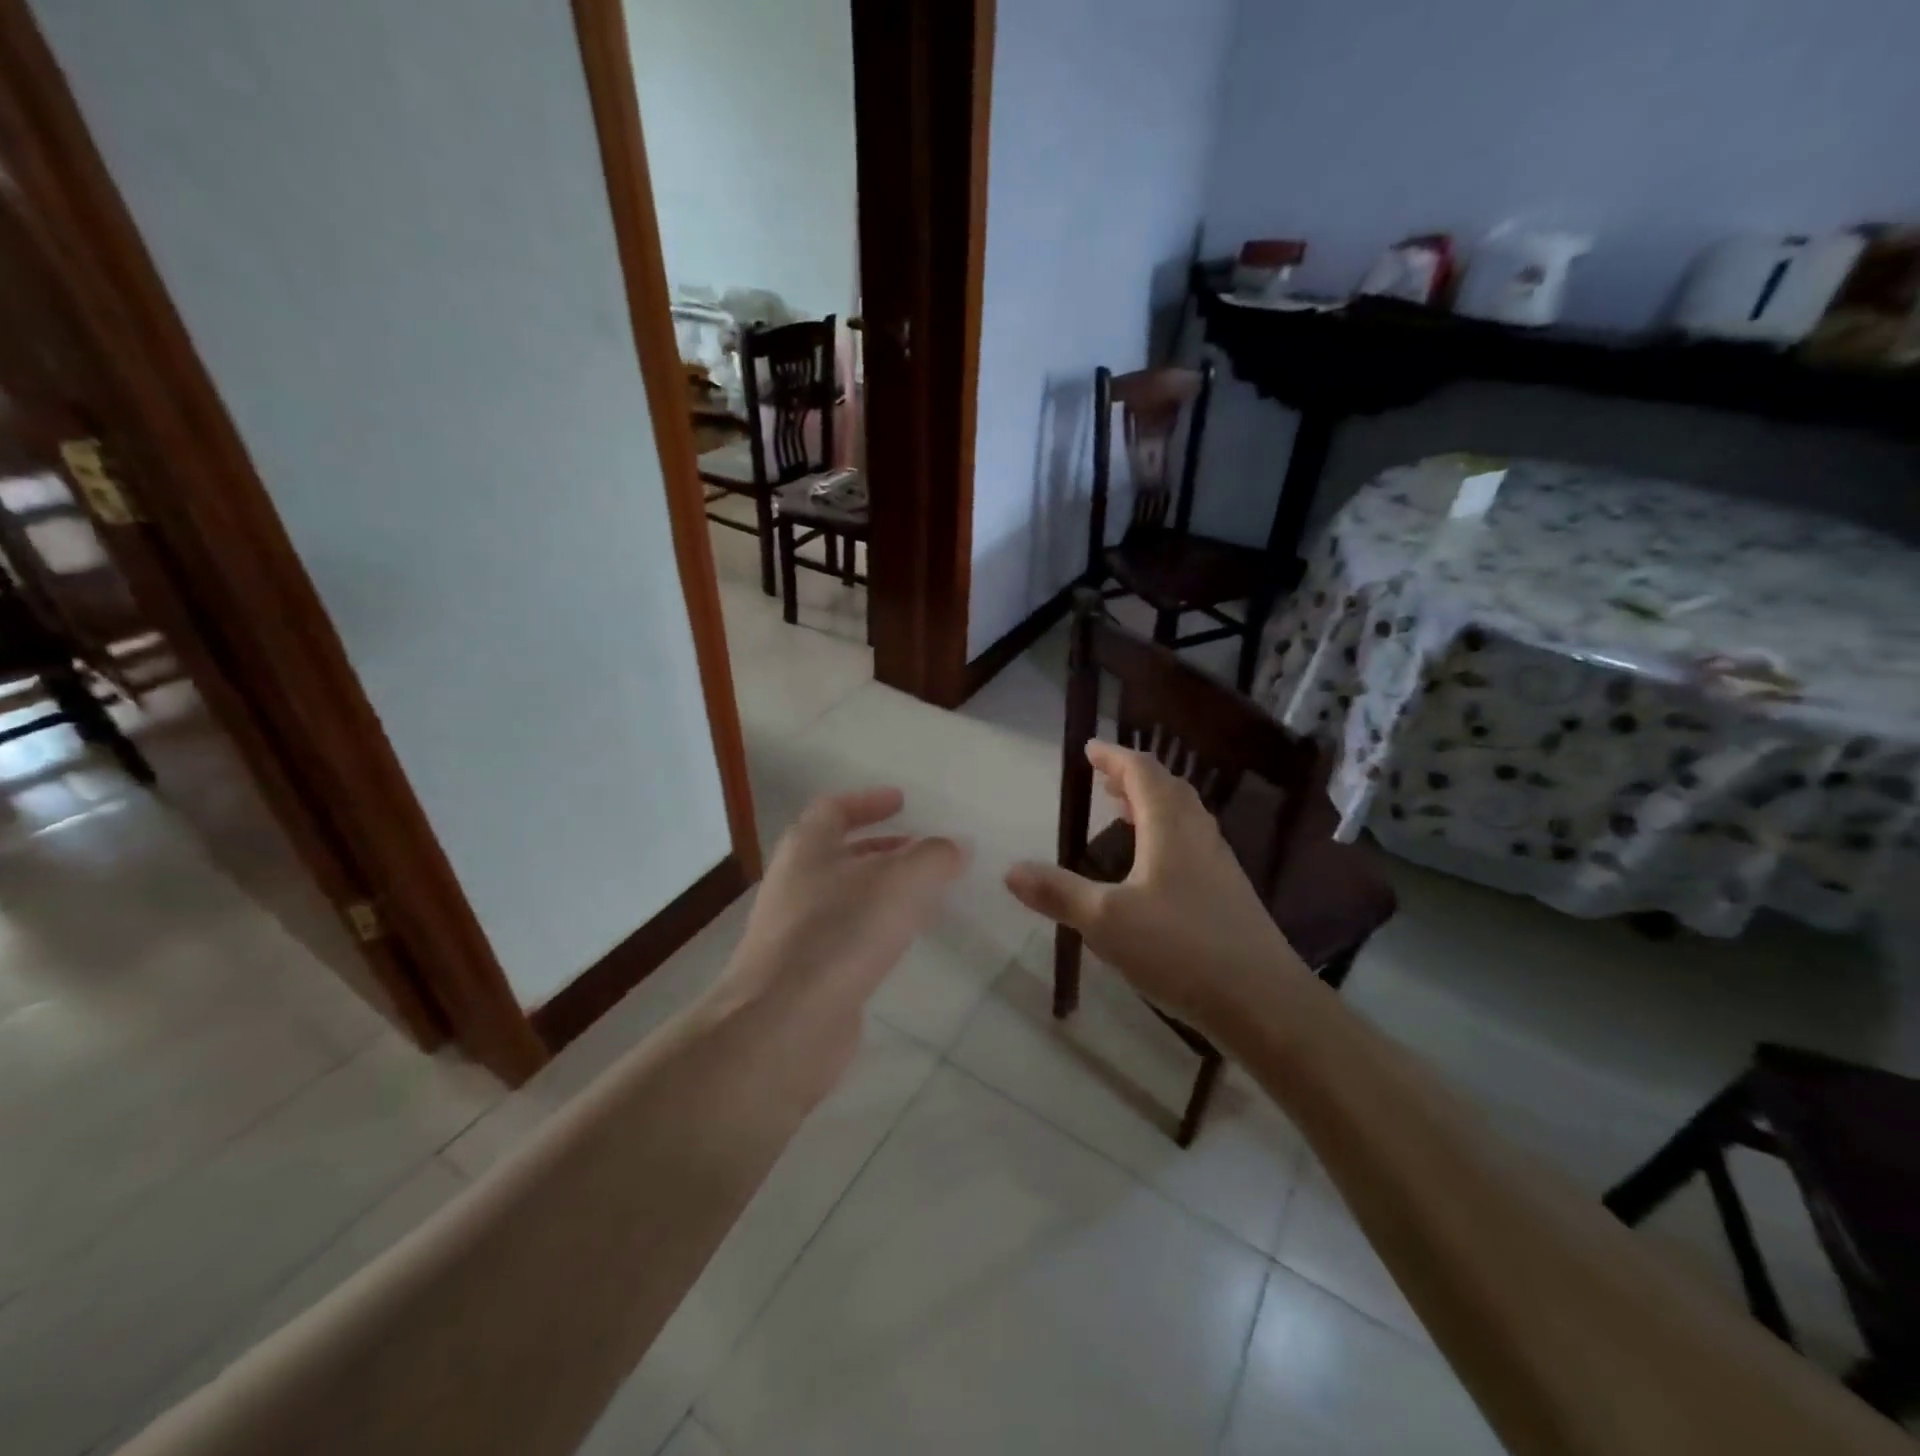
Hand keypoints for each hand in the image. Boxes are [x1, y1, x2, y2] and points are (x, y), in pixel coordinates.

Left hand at [713, 787, 964, 1086]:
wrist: (784, 1022)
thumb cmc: (841, 932)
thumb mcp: (901, 881)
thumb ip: (934, 857)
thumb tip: (955, 846)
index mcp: (807, 846)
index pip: (834, 808)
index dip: (869, 801)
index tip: (902, 802)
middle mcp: (794, 881)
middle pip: (838, 851)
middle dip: (881, 847)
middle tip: (920, 850)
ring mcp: (794, 928)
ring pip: (843, 894)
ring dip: (880, 888)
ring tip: (922, 895)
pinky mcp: (803, 970)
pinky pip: (843, 933)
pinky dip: (873, 926)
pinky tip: (901, 941)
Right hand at [1005, 743, 1306, 1034]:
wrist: (1264, 1001)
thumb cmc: (1181, 949)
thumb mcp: (1106, 922)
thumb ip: (1058, 894)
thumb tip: (1011, 871)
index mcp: (1170, 829)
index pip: (1142, 772)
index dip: (1115, 756)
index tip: (1090, 748)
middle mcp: (1198, 836)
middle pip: (1168, 789)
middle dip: (1133, 777)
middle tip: (1104, 779)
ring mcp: (1219, 865)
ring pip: (1184, 816)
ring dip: (1153, 803)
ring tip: (1125, 812)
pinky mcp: (1228, 893)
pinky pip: (1192, 843)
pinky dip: (1167, 833)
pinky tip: (1154, 867)